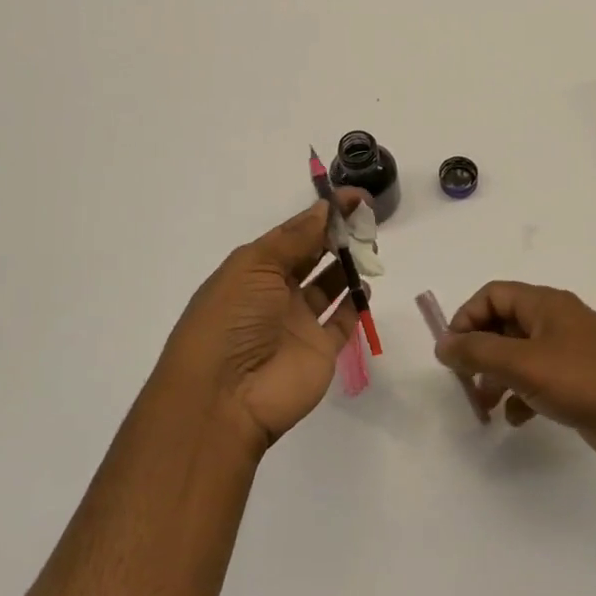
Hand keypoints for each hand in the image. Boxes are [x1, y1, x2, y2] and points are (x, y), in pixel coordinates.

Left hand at [152, 197, 363, 455]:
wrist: (225, 397)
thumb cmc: (232, 320)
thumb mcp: (254, 267)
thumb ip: (294, 238)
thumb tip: (324, 209)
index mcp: (253, 270)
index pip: (293, 235)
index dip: (321, 215)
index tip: (355, 198)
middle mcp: (275, 293)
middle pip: (312, 257)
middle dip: (337, 236)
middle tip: (367, 220)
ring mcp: (298, 323)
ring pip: (329, 286)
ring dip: (348, 266)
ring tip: (370, 249)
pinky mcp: (320, 350)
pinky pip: (342, 322)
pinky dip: (356, 304)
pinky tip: (367, 287)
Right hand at [434, 282, 595, 478]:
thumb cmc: (586, 382)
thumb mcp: (523, 364)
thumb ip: (478, 352)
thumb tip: (442, 343)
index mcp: (545, 304)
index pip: (493, 295)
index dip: (467, 318)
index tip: (453, 353)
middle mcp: (557, 321)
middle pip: (504, 324)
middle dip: (479, 351)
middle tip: (464, 381)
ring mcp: (571, 353)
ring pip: (519, 355)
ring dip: (497, 377)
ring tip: (485, 406)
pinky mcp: (581, 383)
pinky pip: (539, 381)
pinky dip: (522, 396)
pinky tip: (517, 419)